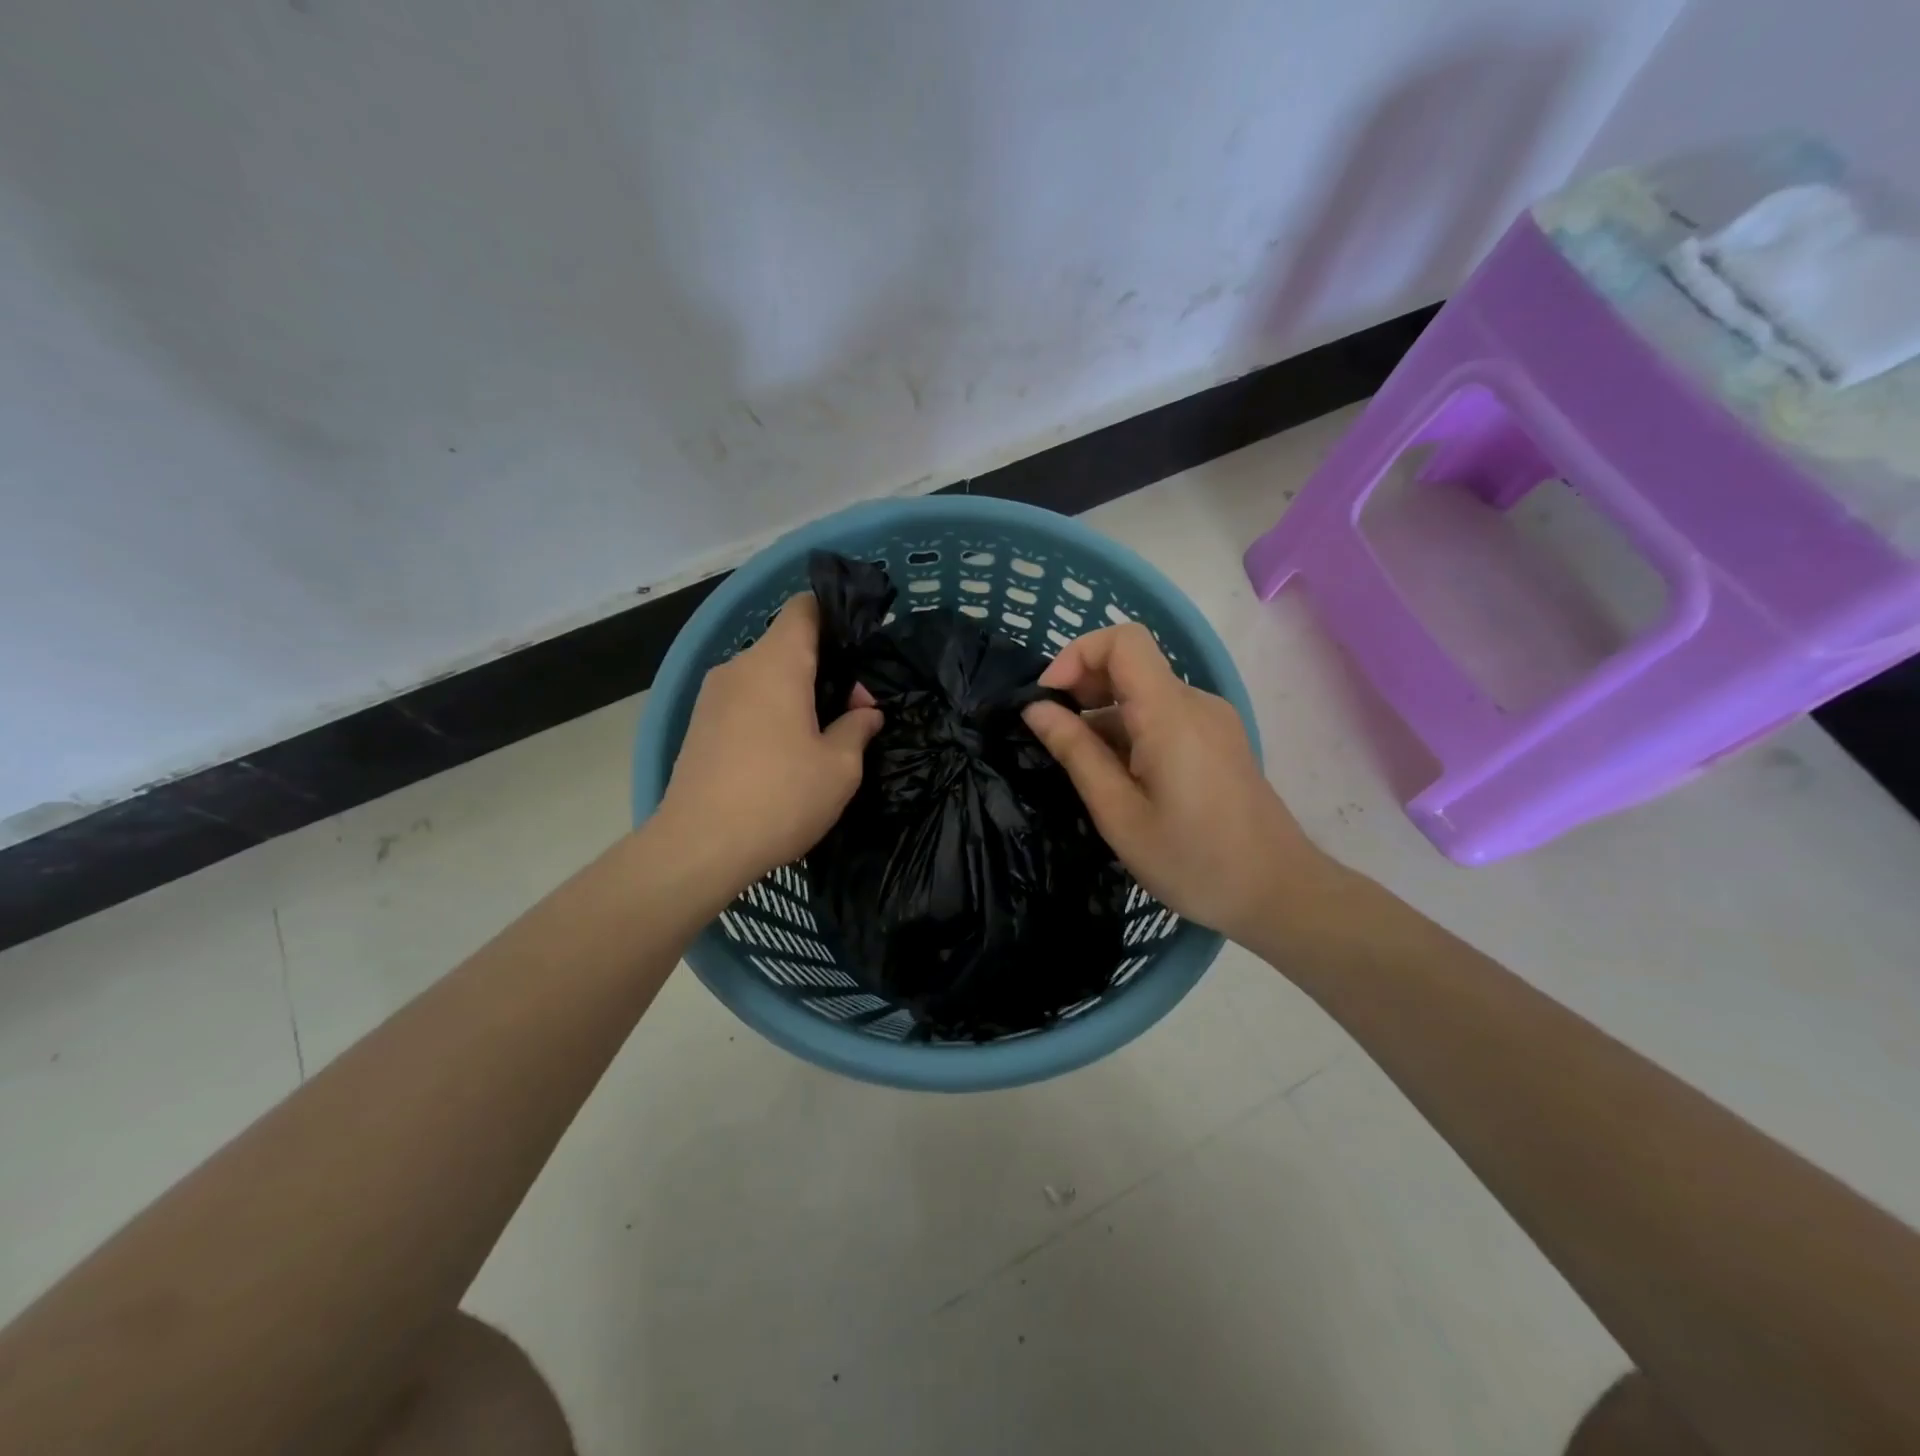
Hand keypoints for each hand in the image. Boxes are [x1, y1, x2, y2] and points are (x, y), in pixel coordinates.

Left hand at [659, 594, 882, 890]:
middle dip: (826, 667)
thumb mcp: (839, 767)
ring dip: (798, 693)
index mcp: (776, 663)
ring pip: (766, 675)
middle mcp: (739, 667)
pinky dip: (772, 711)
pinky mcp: (700, 724)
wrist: (699, 847)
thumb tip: (865, 712)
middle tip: (855, 711)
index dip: (836, 615)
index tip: (861, 645)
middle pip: (788, 645)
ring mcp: (713, 696)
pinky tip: (786, 753)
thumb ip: (857, 727)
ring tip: (822, 736)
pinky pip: (746, 700)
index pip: (805, 608)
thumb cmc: (780, 798)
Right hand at [1022, 623, 1328, 944]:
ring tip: (1081, 767)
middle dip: (1083, 687)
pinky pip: (1164, 716)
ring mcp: (1211, 721)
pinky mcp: (1218, 740)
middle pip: (1132, 664)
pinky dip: (1129, 731)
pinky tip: (1117, 777)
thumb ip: (1076, 753)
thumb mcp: (1119, 814)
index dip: (1078, 654)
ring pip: (1145, 694)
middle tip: (1053, 736)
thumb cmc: (1193, 861)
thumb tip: (1036, 709)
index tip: (1048, 698)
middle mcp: (1195, 703)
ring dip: (1104, 715)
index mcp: (1171, 714)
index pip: (1123, 641)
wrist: (1279, 894)